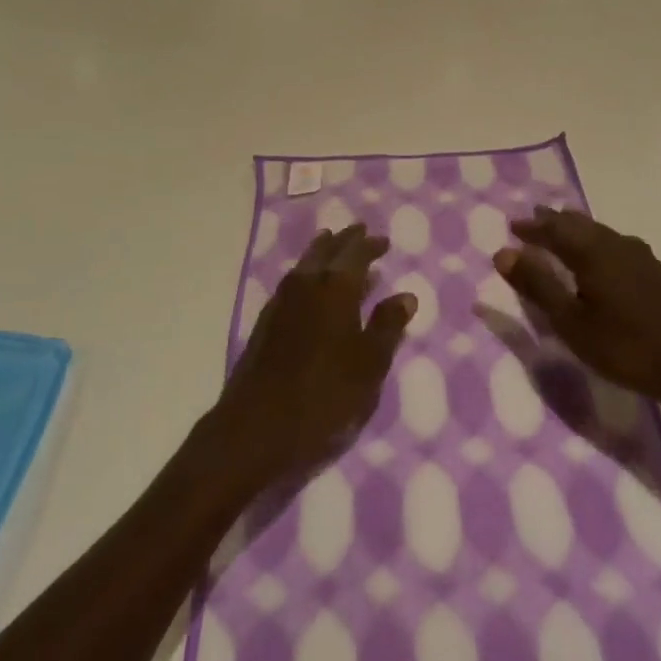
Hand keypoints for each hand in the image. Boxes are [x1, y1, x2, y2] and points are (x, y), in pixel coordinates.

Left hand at [209, 224, 414, 491]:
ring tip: (333, 246)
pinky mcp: (266, 321)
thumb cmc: (324, 397)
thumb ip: (387, 327)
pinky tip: (310, 286)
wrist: (256, 428)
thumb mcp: (369, 366)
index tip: (384, 240)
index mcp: (335, 288)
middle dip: (345, 240)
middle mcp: (306, 284)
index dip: (370, 245)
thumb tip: (405, 295)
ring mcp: (281, 301)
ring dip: (322, 252)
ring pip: (305, 263)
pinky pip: (292, 281)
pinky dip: (307, 273)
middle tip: (360, 231)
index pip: (356, 254)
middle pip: (326, 251)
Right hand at [493, 207, 660, 406]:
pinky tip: (604, 258)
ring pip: (601, 232)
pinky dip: (598, 243)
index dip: (532, 227)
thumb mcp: (570, 322)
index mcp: (591, 251)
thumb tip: (503, 252)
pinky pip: (617, 244)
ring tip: (564, 232)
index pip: (554, 229)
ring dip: (577, 230)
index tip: (513, 227)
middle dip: (554, 222)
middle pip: (579, 224)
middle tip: (535, 219)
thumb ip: (537, 285)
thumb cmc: (624, 346)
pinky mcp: (657, 273)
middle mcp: (615, 244)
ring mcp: (641, 256)